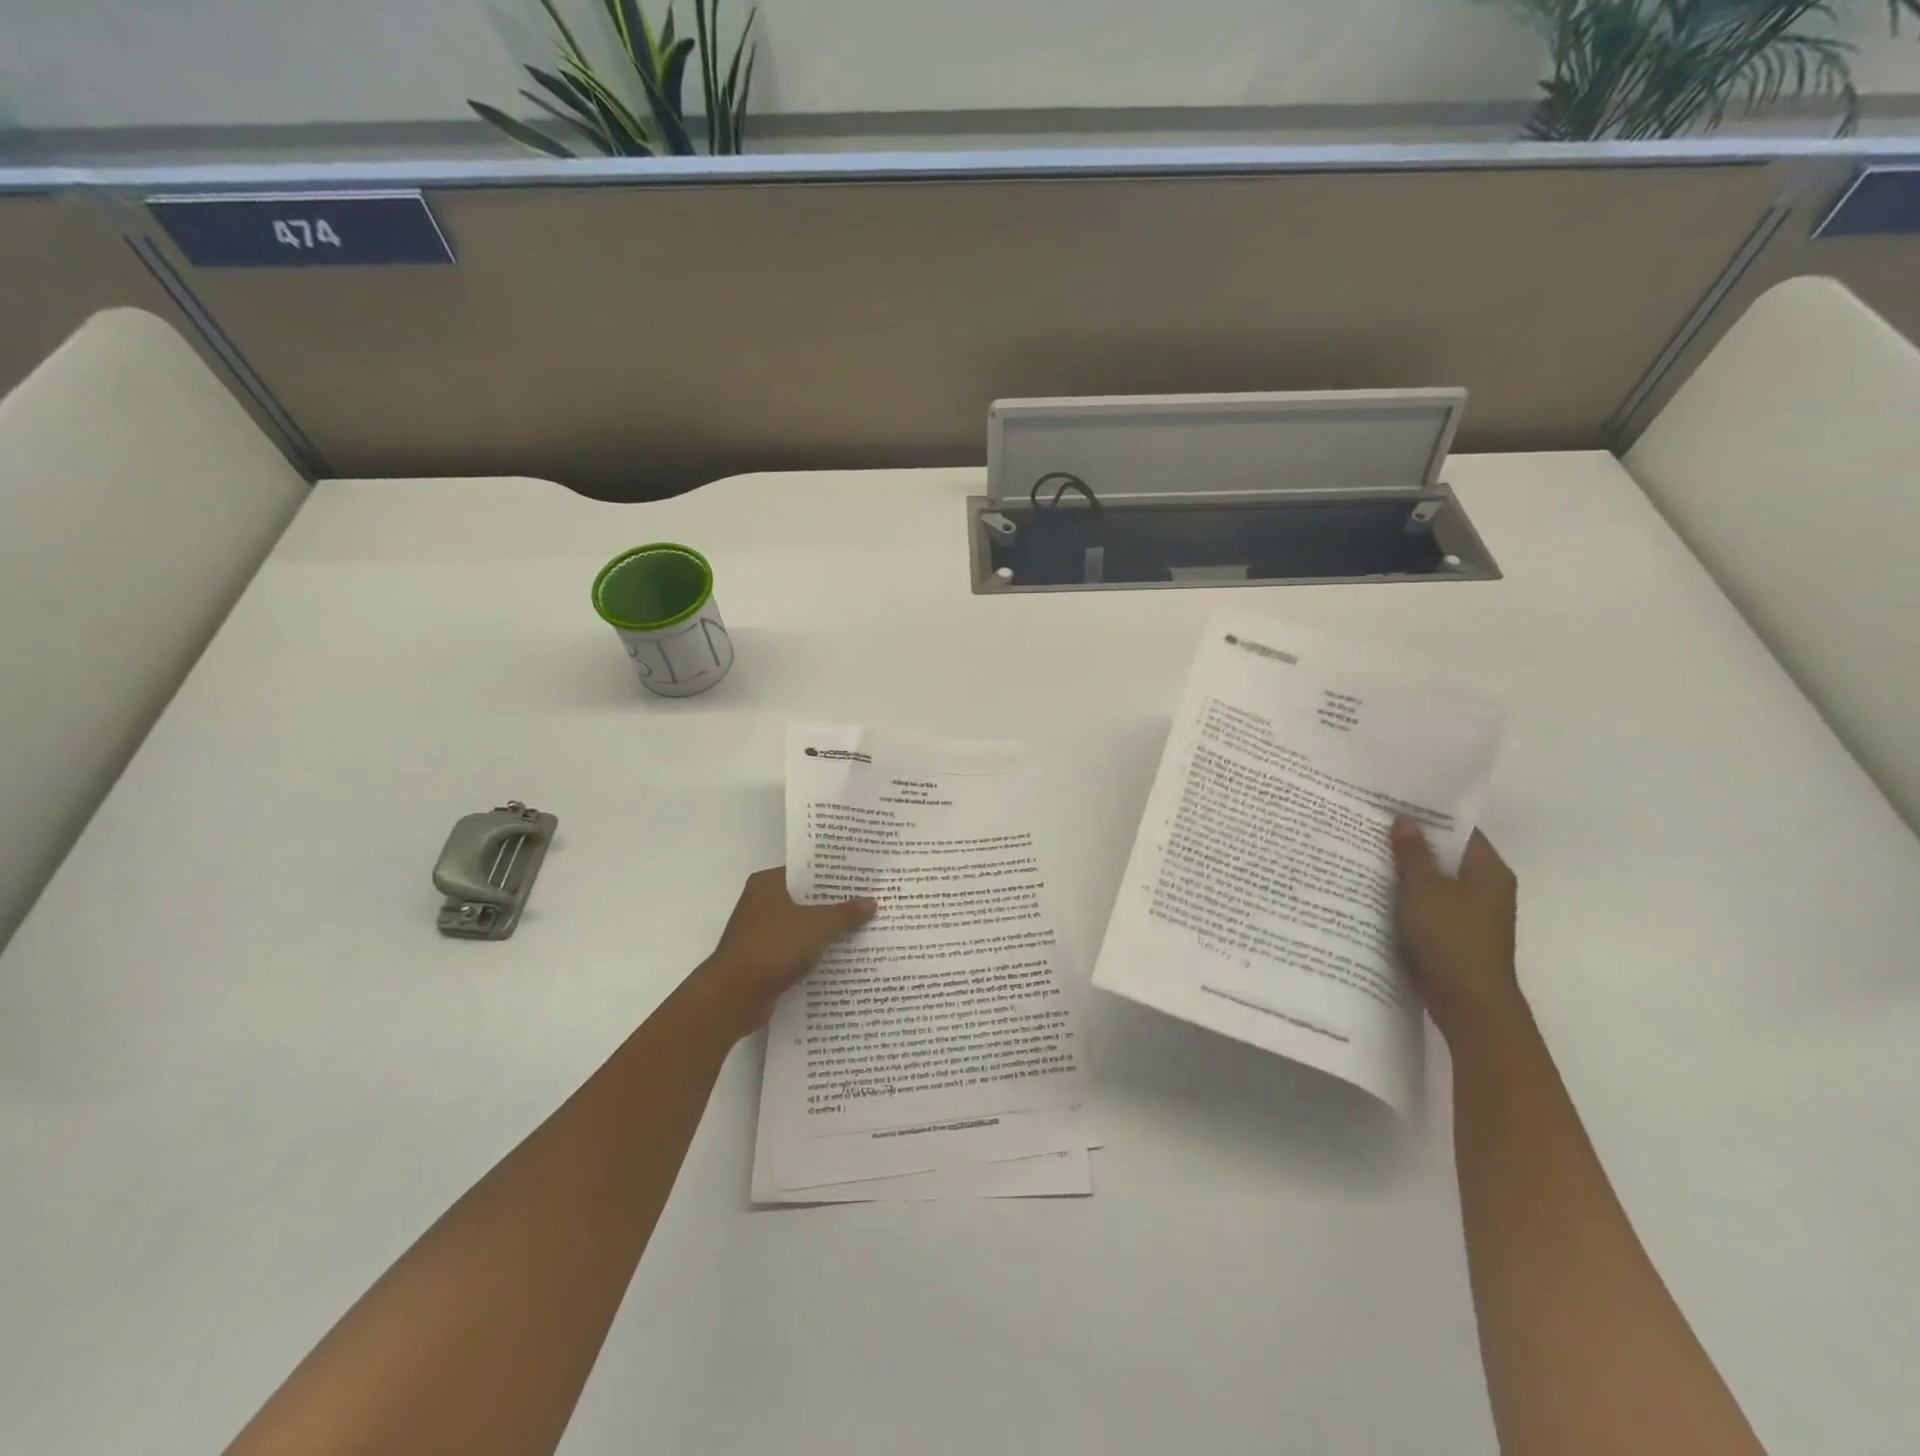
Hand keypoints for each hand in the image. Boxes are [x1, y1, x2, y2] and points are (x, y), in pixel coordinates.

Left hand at [688, 868, 875, 1041]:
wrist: (734, 996)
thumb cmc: (773, 947)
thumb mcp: (817, 925)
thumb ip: (845, 913)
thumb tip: (872, 902)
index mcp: (768, 884)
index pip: (807, 871)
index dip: (834, 874)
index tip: (862, 877)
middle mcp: (761, 903)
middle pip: (806, 899)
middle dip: (835, 904)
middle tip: (870, 902)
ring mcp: (761, 933)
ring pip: (802, 926)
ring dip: (826, 930)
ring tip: (863, 928)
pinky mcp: (764, 960)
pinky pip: (796, 949)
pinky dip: (814, 952)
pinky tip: (841, 956)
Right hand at [1390, 819, 1524, 1046]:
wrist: (1468, 1005)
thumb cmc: (1452, 939)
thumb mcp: (1425, 889)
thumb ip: (1412, 854)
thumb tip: (1404, 820)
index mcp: (1489, 871)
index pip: (1460, 831)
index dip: (1429, 816)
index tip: (1393, 803)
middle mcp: (1484, 889)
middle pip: (1444, 856)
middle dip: (1410, 844)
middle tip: (1369, 825)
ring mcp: (1468, 915)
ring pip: (1431, 883)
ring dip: (1404, 873)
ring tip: (1363, 853)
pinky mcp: (1450, 936)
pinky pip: (1424, 907)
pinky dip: (1403, 899)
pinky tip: (1371, 891)